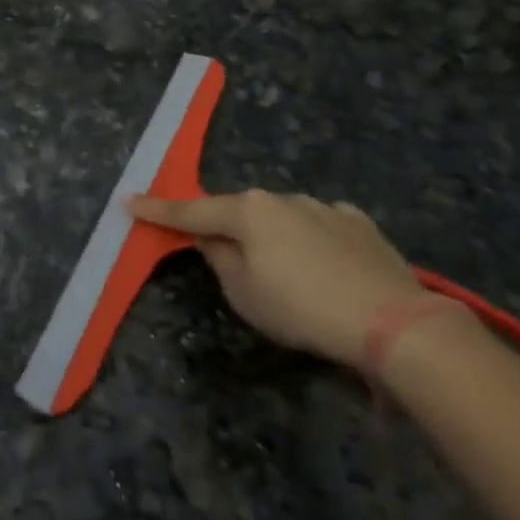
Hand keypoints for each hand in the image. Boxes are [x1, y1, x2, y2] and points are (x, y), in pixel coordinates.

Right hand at [126, 191, 420, 368]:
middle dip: (229, 232)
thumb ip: (219, 259)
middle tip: (229, 263)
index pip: (190, 210)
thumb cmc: (301, 308)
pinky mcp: (358, 222)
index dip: (157, 210)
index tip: (127, 201)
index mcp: (247, 211)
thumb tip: (213, 239)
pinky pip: (320, 227)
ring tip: (292, 280)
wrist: (391, 321)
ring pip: (282, 219)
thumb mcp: (244, 294)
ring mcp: (324, 206)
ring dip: (274, 240)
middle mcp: (282, 198)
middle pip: (240, 213)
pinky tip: (327, 269)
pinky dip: (312, 243)